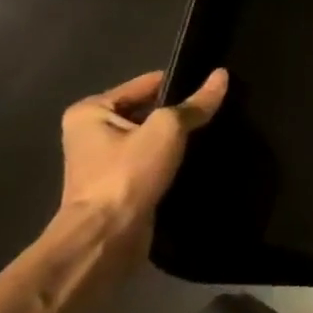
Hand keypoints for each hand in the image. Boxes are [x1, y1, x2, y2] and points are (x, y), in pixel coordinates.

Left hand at [59, 68, 227, 227]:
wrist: (106, 238)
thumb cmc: (127, 173)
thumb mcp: (168, 129)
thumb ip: (196, 103)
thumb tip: (221, 75)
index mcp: (91, 111)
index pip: (147, 84)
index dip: (181, 84)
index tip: (214, 87)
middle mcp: (92, 132)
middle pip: (149, 110)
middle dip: (180, 113)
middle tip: (218, 110)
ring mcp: (104, 161)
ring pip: (153, 137)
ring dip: (178, 138)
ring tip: (214, 132)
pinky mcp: (120, 185)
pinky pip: (152, 160)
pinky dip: (172, 159)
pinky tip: (200, 157)